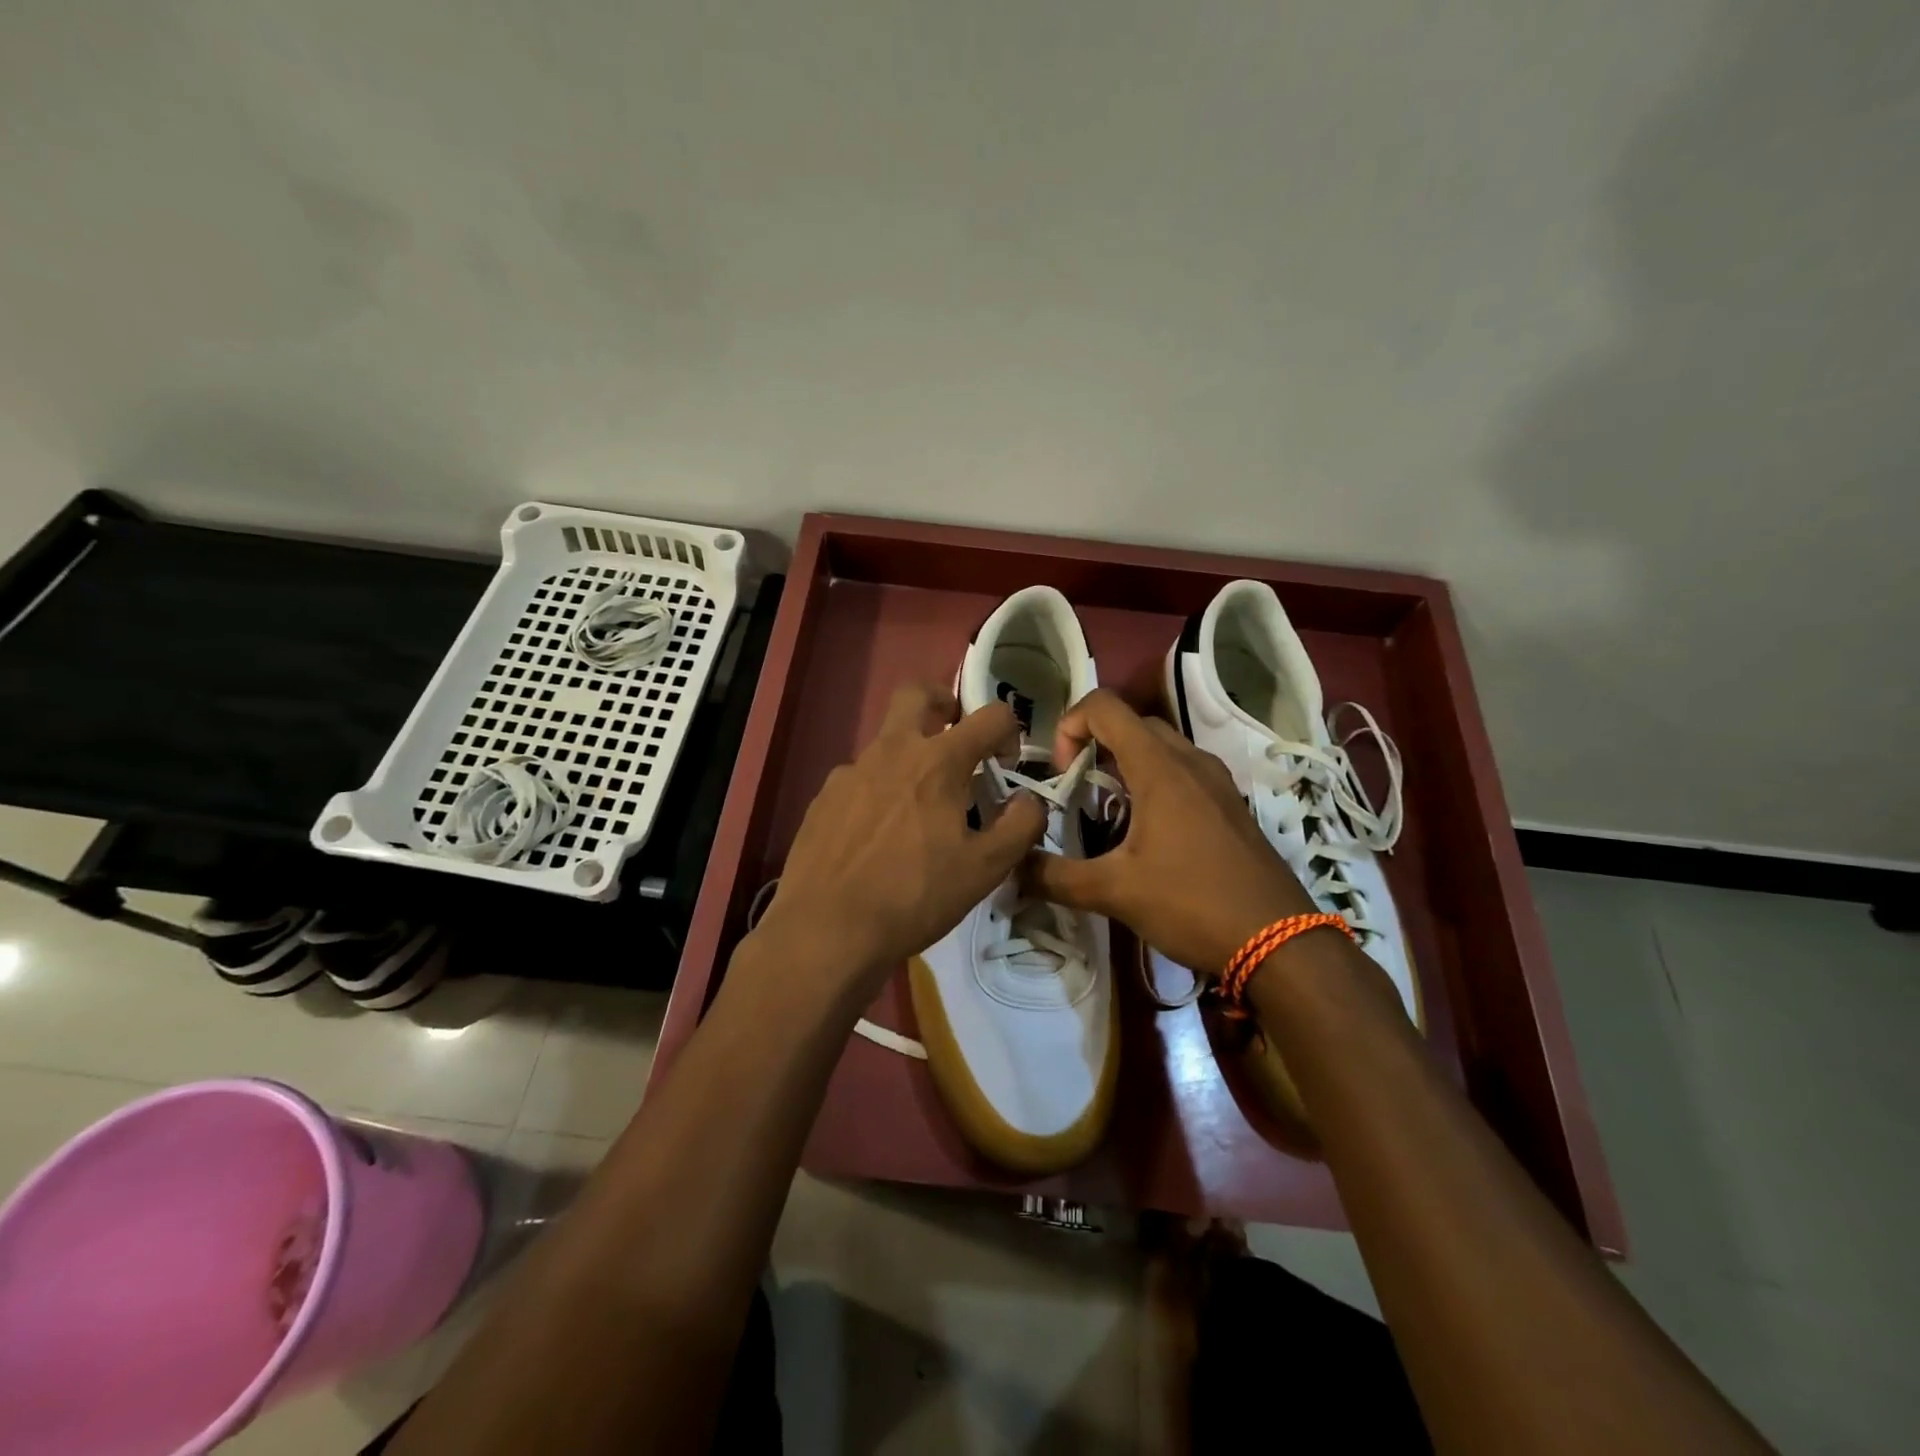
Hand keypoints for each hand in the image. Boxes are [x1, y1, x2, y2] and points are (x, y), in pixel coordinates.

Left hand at [754, 682, 1046, 999]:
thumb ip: (1020, 825)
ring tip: (918, 807)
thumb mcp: (985, 869)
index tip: (1008, 761)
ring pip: (886, 741)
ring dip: (910, 754)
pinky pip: (859, 777)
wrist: (826, 929)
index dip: (1009, 730)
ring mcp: (851, 771)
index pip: (990, 716)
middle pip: (917, 694)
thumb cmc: (914, 896)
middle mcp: (892, 751)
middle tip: (956, 732)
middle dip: (943, 701)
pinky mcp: (824, 797)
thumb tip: (1030, 799)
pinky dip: (878, 790)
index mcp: (938, 761)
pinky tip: (878, 834)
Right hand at [1024, 689, 1313, 974]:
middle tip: (1079, 792)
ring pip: (1160, 748)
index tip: (1062, 774)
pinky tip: (1147, 835)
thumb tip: (1012, 869)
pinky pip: (1182, 772)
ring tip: (1108, 814)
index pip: (1103, 706)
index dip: (1069, 726)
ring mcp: (1216, 782)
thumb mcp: (1114, 892)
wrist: (1282, 943)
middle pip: (1131, 723)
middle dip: (1094, 746)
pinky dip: (1153, 783)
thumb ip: (1055, 877)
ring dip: (1124, 765)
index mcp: (1160, 767)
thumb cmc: (1193, 904)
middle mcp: (1190, 761)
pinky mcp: (1230, 806)